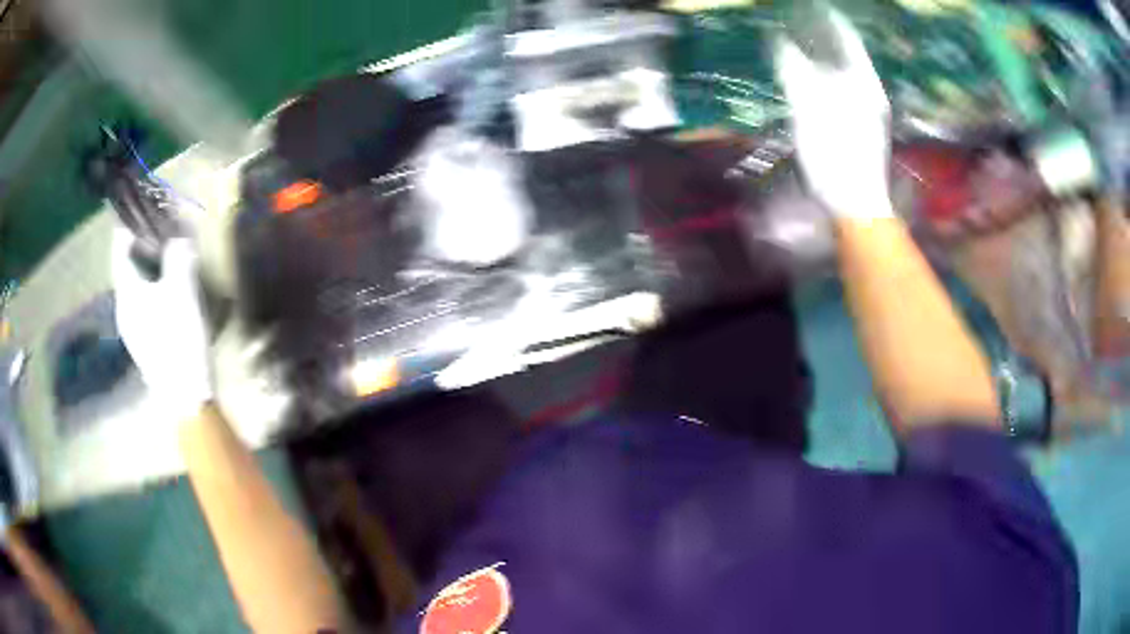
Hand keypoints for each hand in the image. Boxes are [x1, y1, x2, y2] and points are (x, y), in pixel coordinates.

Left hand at [113, 229, 211, 419]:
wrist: (186, 398)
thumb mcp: (183, 290)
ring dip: (152, 266)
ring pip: (138, 285)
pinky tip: (173, 293)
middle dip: (145, 243)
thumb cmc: (179, 339)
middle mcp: (124, 307)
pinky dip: (156, 288)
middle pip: (128, 264)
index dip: (132, 222)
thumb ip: (179, 255)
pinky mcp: (146, 343)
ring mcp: (134, 329)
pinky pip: (146, 303)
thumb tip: (180, 234)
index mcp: (126, 291)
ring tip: (172, 257)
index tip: (147, 203)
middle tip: (166, 228)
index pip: (120, 245)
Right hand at [776, 11, 892, 217]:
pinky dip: (820, 76)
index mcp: (863, 82)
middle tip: (792, 21)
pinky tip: (806, 77)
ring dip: (819, 55)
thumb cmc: (836, 157)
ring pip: (840, 70)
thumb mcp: (810, 110)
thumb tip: (779, 41)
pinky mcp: (859, 125)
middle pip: (842, 51)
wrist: (856, 205)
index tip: (805, 5)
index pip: (845, 36)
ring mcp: (865, 109)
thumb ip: (794, 71)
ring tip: (794, 42)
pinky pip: (838, 88)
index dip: (826, 18)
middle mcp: (868, 91)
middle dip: (818, 34)